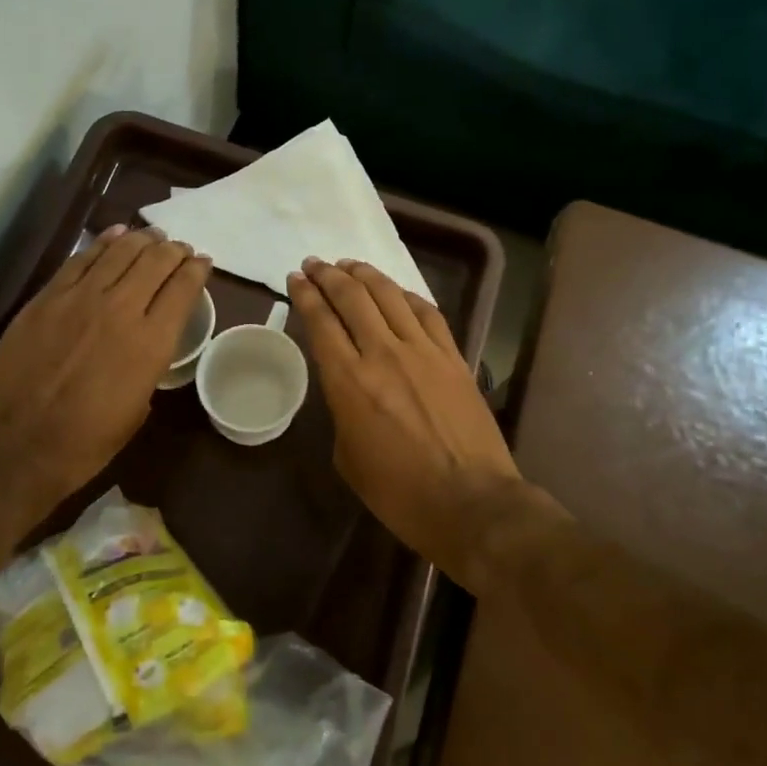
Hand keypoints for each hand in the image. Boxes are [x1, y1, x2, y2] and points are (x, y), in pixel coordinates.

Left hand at [0, 224, 210, 522]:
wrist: (9, 448)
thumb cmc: (81, 446)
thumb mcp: (135, 413)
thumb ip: (146, 370)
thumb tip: (145, 350)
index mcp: (151, 344)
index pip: (183, 289)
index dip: (198, 270)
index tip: (203, 262)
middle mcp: (121, 309)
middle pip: (155, 262)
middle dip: (173, 250)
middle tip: (180, 248)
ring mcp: (79, 299)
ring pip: (120, 252)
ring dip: (142, 240)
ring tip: (153, 236)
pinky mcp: (46, 298)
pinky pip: (81, 259)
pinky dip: (103, 242)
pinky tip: (114, 235)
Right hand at [288, 257, 525, 572]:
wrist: (470, 501)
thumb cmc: (400, 493)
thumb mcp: (349, 458)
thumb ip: (343, 413)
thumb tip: (351, 391)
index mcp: (349, 383)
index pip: (321, 323)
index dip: (306, 295)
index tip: (296, 278)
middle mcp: (384, 355)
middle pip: (353, 298)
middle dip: (329, 275)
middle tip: (316, 264)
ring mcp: (424, 352)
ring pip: (390, 296)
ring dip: (366, 275)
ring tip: (350, 265)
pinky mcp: (454, 358)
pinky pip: (428, 313)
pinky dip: (407, 295)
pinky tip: (398, 292)